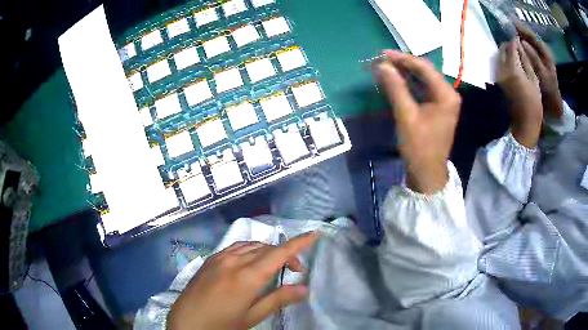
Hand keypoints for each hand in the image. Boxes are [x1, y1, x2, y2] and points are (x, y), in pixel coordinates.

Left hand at [167, 233, 318, 329]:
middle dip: (285, 253)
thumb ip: (278, 299)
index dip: (299, 243)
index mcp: (248, 276)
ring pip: (251, 245)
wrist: (186, 322)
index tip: (315, 235)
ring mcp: (220, 257)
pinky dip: (250, 250)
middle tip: (295, 270)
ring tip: (274, 266)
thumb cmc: (222, 324)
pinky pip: (236, 247)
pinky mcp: (210, 259)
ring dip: (267, 251)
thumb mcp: (252, 316)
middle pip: (267, 248)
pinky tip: (250, 262)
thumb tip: (304, 288)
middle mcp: (234, 260)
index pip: (279, 253)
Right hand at [375, 50, 460, 194]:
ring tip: (386, 68)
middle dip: (404, 65)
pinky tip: (396, 81)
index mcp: (446, 95)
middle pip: (425, 72)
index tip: (383, 54)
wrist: (427, 173)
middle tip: (382, 60)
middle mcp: (448, 95)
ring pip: (423, 80)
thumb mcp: (406, 115)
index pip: (424, 68)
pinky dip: (409, 85)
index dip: (403, 59)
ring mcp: (444, 102)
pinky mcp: (438, 108)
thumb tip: (382, 65)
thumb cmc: (419, 146)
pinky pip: (423, 90)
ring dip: (405, 74)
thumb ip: (395, 88)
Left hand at [496, 39, 542, 147]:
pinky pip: (498, 64)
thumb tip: (519, 45)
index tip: (519, 39)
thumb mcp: (534, 80)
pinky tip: (512, 63)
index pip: (511, 47)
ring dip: (506, 52)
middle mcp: (502, 69)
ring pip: (499, 55)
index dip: (515, 41)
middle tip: (518, 47)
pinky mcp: (497, 80)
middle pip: (502, 49)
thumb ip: (525, 61)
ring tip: (515, 55)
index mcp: (513, 68)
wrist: (524, 124)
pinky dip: (504, 60)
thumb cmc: (534, 103)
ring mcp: (497, 75)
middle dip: (509, 45)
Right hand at [516, 22, 563, 118]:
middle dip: (520, 33)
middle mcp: (542, 52)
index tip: (512, 23)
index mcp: (545, 53)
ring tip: (510, 35)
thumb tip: (522, 42)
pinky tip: (515, 47)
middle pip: (530, 38)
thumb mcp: (543, 75)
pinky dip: (521, 47)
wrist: (554, 105)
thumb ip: (533, 57)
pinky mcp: (536, 63)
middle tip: (508, 28)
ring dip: (520, 39)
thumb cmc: (550, 91)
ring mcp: (540, 58)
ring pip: (528, 43)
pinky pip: (528, 51)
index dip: (522, 29)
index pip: (532, 36)